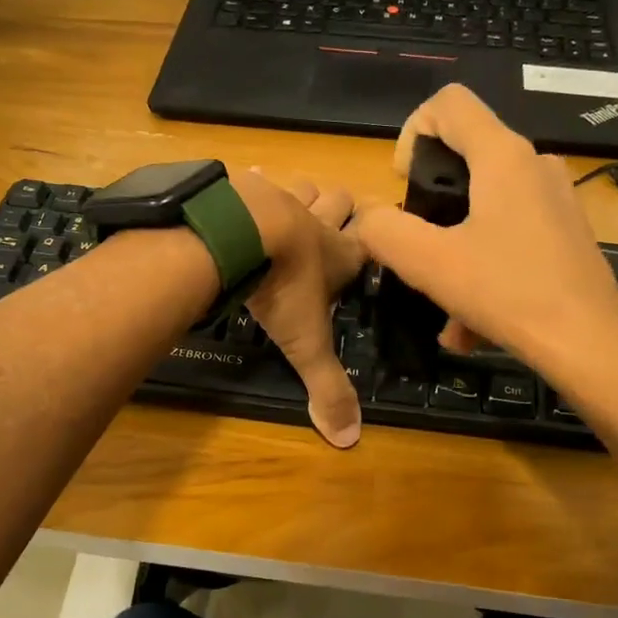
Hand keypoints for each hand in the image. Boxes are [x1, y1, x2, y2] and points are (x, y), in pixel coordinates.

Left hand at [228, 169, 367, 448]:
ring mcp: (280, 197)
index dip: (375, 240)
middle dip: (341, 208)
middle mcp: (316, 220)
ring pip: (303, 185)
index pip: (369, 242)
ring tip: (293, 207)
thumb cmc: (283, 287)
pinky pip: (255, 177)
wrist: (239, 234)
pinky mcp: (245, 186)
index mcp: (339, 254)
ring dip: (302, 194)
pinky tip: (245, 188)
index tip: (377, 239)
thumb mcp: (306, 343)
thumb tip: (349, 440)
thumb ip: (327, 387)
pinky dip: (253, 183)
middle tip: (335, 220)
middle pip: (340, 201)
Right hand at [349, 85, 617, 389]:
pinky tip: (470, 326)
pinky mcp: (565, 234)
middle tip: (417, 246)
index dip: (412, 131)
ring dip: (454, 249)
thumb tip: (369, 218)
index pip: (449, 103)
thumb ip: (386, 232)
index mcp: (503, 156)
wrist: (590, 345)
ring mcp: (555, 200)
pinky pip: (509, 237)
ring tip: (442, 304)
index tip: (403, 185)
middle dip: (430, 201)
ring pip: (485, 207)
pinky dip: (483, 269)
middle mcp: (534, 165)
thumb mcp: (430, 264)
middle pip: (465, 156)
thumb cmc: (508, 293)